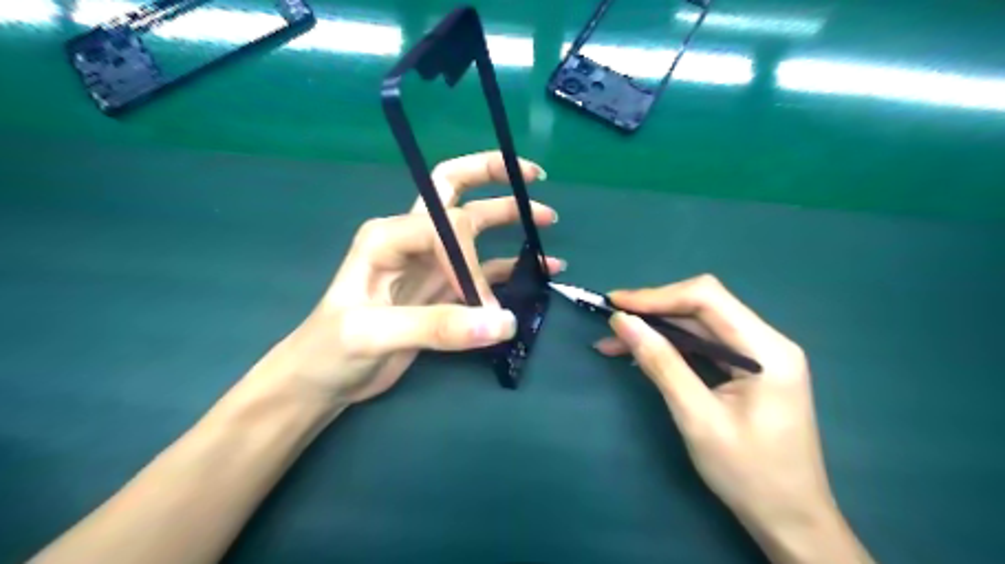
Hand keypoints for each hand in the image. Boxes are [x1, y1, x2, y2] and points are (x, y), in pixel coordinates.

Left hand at [248, 149, 563, 405]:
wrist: (323, 379)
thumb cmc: (331, 350)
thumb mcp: (373, 334)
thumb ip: (437, 326)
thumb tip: (503, 322)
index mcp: (389, 235)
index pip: (447, 227)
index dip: (470, 261)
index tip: (480, 303)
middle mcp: (411, 239)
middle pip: (454, 191)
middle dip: (492, 176)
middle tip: (533, 175)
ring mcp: (430, 264)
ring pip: (475, 229)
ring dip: (510, 218)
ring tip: (547, 220)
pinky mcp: (443, 290)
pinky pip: (485, 269)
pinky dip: (513, 267)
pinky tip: (542, 268)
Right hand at [594, 274, 871, 562]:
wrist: (790, 519)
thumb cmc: (748, 473)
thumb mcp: (696, 417)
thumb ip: (660, 363)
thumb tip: (622, 321)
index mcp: (767, 350)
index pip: (707, 298)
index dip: (657, 296)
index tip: (616, 304)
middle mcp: (767, 342)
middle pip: (703, 307)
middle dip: (653, 311)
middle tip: (612, 322)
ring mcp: (759, 355)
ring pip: (699, 326)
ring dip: (657, 329)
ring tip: (614, 341)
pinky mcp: (748, 370)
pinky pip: (704, 346)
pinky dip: (670, 347)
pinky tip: (641, 354)